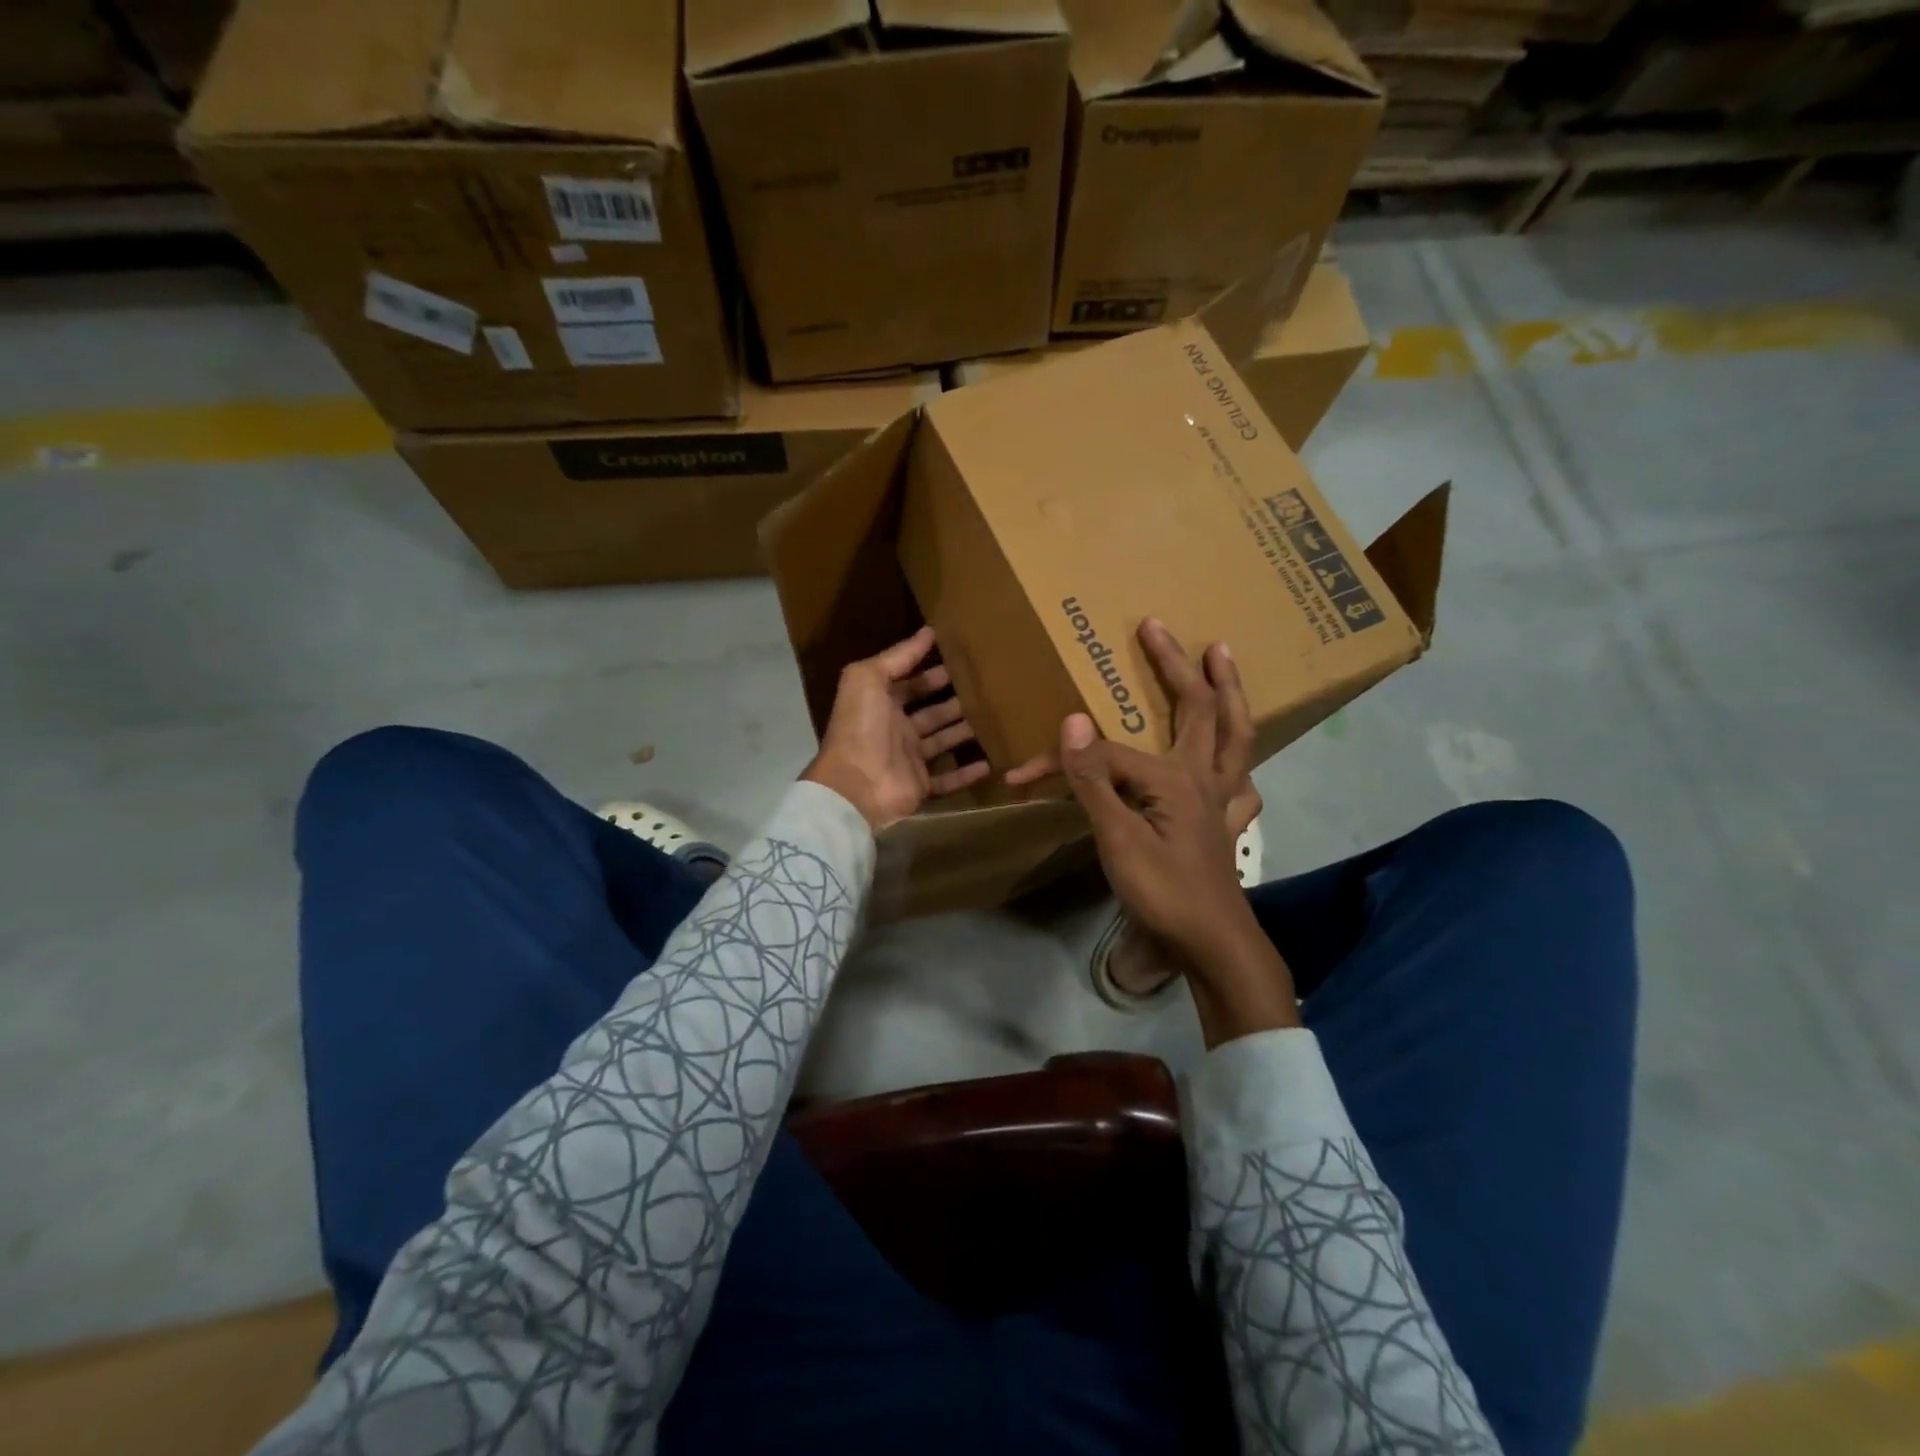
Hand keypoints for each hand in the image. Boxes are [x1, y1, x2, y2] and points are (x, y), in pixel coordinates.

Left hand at [802, 626, 990, 832]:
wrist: (855, 786)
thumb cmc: (861, 727)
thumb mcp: (868, 678)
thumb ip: (898, 656)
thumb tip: (928, 631)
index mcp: (881, 703)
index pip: (912, 683)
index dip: (933, 672)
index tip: (963, 662)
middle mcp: (895, 730)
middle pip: (932, 712)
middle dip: (955, 700)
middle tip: (987, 689)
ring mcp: (909, 759)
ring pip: (943, 741)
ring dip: (965, 731)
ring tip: (995, 718)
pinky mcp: (920, 786)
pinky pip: (948, 779)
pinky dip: (967, 773)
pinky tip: (991, 762)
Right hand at [1055, 620, 1298, 1045]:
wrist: (1209, 943)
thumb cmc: (1162, 891)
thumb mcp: (1116, 838)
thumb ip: (1094, 780)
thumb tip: (1072, 720)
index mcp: (1175, 778)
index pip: (1107, 756)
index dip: (1062, 762)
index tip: (1021, 776)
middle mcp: (1204, 777)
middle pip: (1198, 709)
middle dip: (1175, 666)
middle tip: (1157, 628)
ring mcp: (1221, 800)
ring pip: (1235, 735)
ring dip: (1229, 694)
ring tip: (1222, 659)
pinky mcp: (1224, 825)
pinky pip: (1240, 784)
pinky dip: (1239, 764)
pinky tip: (1237, 764)